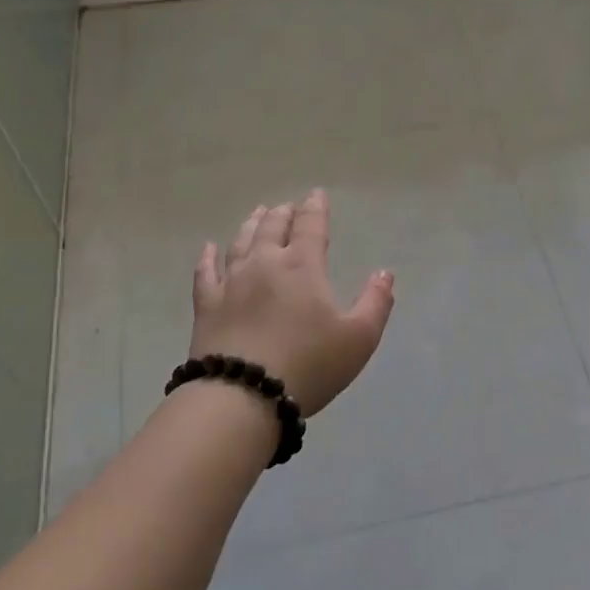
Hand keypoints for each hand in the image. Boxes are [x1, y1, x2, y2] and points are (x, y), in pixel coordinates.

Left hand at [190, 189, 394, 416]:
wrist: (243, 395)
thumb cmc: (309, 365)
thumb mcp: (359, 339)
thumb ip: (375, 303)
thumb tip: (384, 273)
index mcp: (302, 267)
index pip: (310, 226)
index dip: (315, 208)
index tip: (316, 195)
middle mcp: (264, 264)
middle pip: (273, 228)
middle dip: (283, 213)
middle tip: (287, 206)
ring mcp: (231, 283)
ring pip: (240, 242)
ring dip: (251, 225)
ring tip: (258, 213)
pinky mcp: (206, 306)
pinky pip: (205, 272)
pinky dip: (207, 257)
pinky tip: (208, 248)